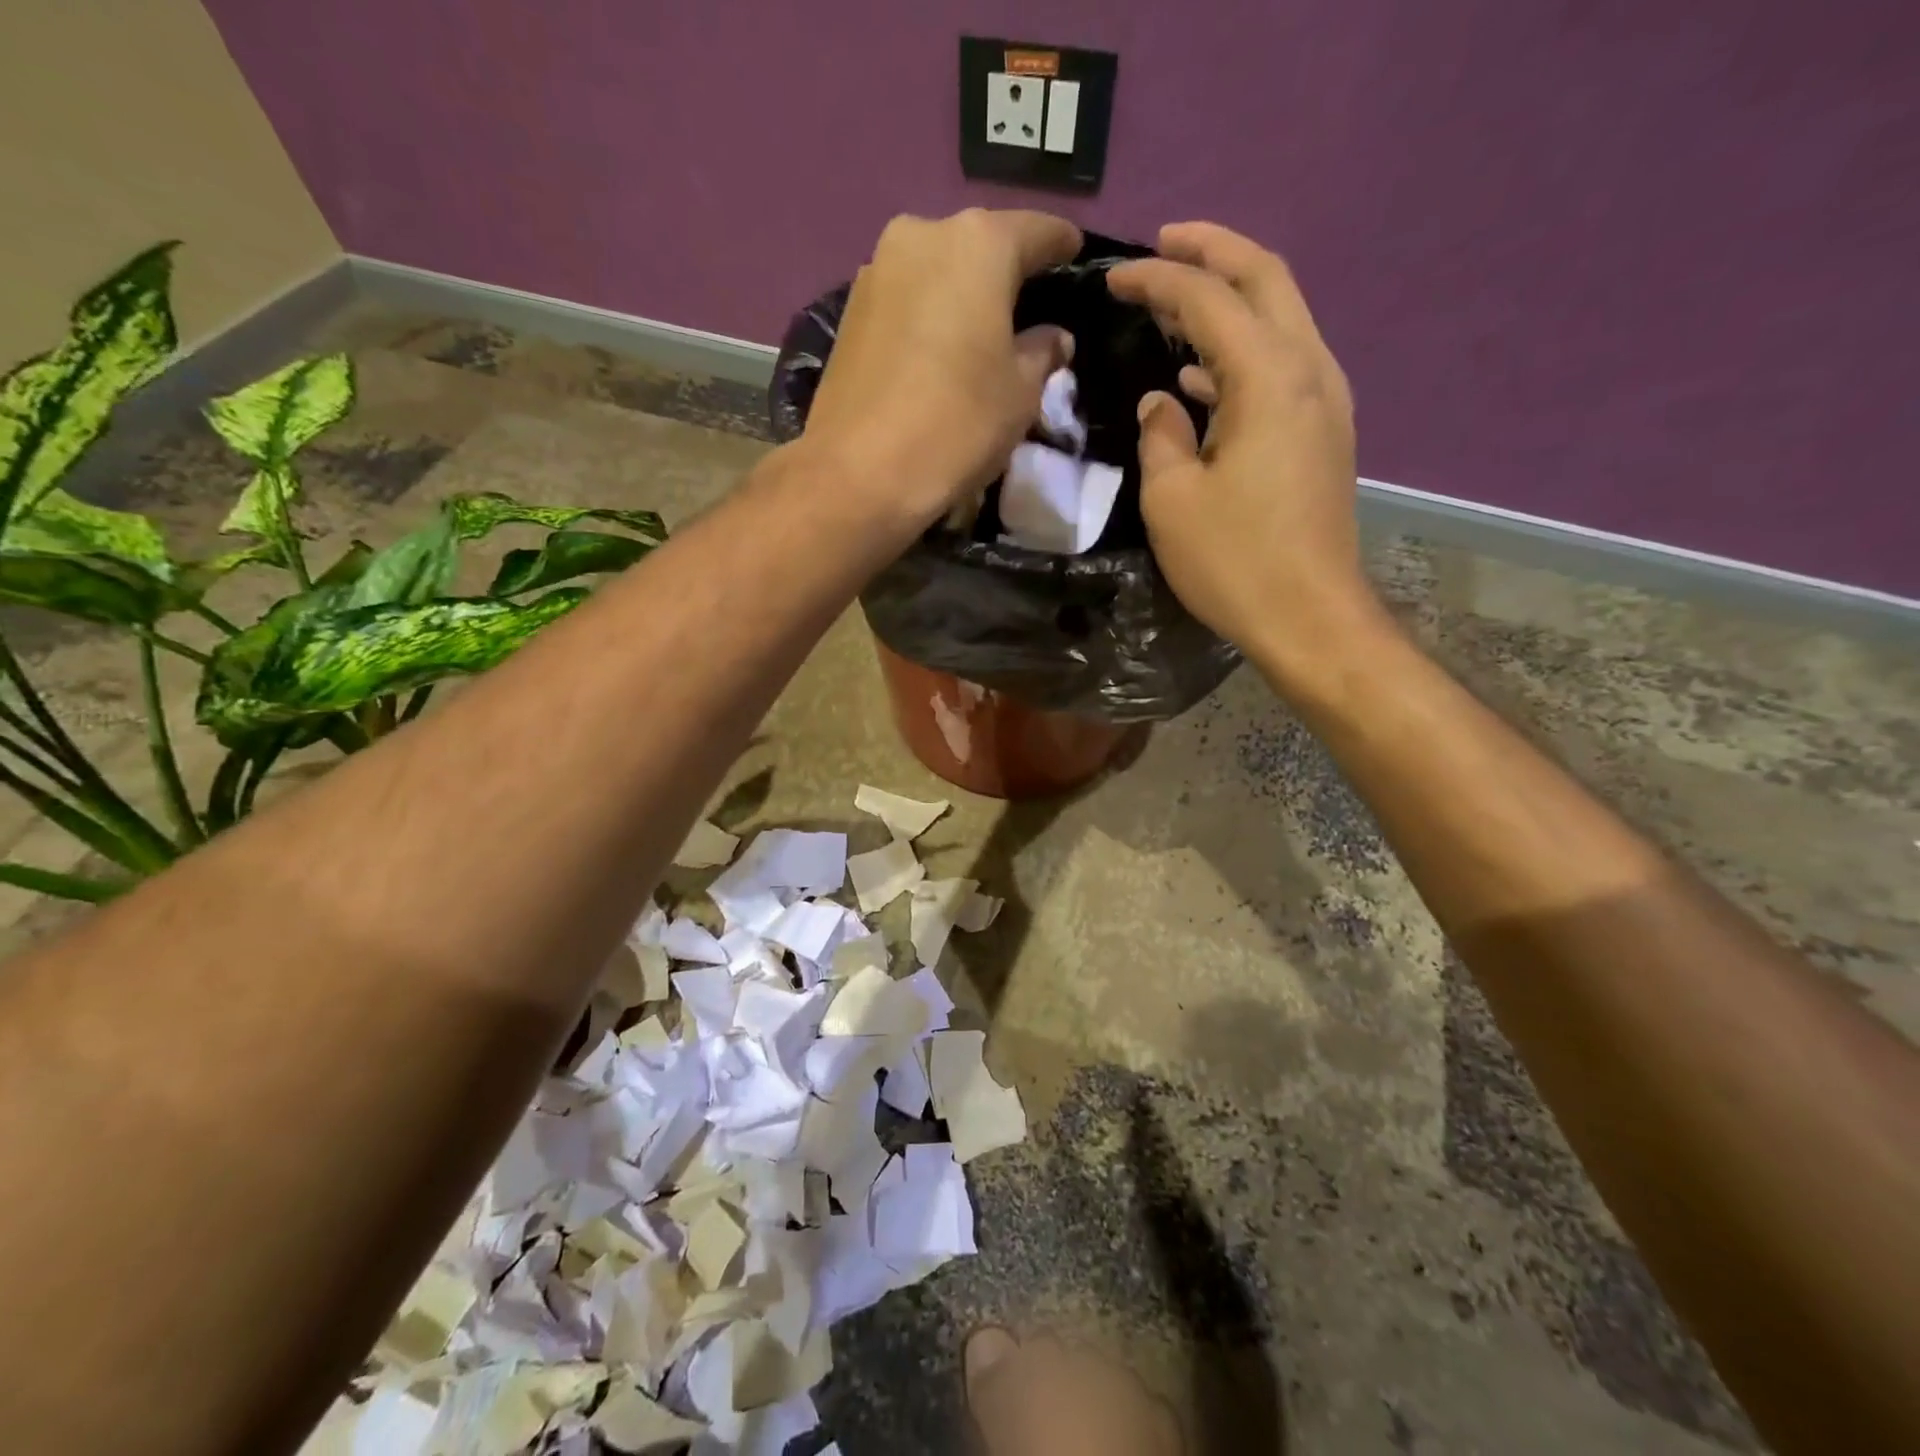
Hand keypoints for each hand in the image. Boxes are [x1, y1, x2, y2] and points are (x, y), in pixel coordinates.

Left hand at [799, 209, 1079, 530]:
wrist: (858, 473)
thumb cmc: (956, 425)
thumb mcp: (1020, 394)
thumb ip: (1042, 353)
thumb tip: (1053, 338)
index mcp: (978, 244)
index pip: (1036, 231)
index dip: (1061, 245)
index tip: (1074, 255)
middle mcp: (923, 236)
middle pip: (979, 247)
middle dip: (1005, 272)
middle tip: (1027, 305)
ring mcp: (877, 270)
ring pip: (937, 272)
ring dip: (961, 295)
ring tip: (981, 333)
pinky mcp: (849, 312)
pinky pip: (906, 301)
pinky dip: (928, 317)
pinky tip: (939, 350)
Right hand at [1107, 223, 1380, 673]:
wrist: (1309, 616)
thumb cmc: (1234, 561)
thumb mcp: (1172, 499)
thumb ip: (1160, 436)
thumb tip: (1162, 403)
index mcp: (1269, 378)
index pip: (1209, 299)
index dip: (1158, 279)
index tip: (1113, 278)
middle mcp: (1309, 371)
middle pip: (1266, 280)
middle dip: (1213, 252)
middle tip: (1163, 244)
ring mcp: (1325, 401)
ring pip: (1280, 319)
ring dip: (1230, 300)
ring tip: (1176, 303)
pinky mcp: (1323, 433)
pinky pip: (1282, 364)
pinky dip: (1241, 351)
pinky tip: (1202, 376)